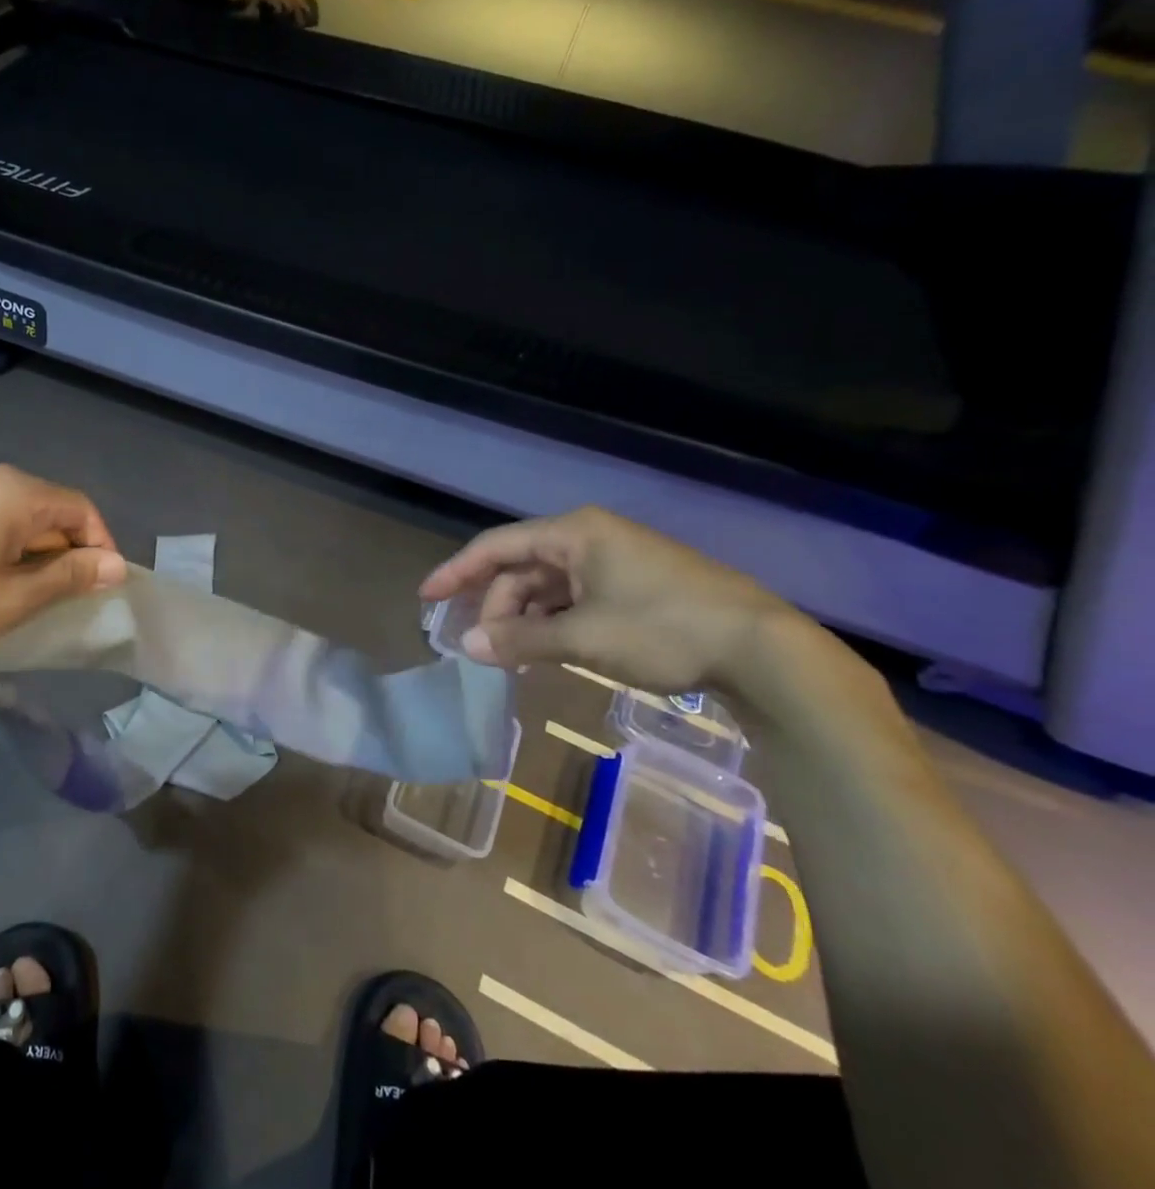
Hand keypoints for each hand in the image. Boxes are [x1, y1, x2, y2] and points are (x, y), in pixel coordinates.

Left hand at [0, 464, 124, 666]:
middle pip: (45, 506)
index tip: (101, 586)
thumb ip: (70, 576)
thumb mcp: (14, 599)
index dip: (101, 546)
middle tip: (65, 595)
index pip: (80, 508)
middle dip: (65, 549)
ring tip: (26, 592)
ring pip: (12, 513)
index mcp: (13, 490)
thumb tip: (117, 565)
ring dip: (31, 548)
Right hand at [420, 507, 798, 693]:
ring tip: (512, 655)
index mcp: (574, 533)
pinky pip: (575, 598)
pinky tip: (548, 650)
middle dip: (495, 606)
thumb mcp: (582, 638)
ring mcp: (616, 561)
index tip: (425, 598)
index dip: (456, 571)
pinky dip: (553, 622)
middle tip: (481, 647)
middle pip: (521, 568)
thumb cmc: (662, 629)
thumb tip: (467, 646)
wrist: (764, 648)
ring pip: (548, 586)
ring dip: (524, 618)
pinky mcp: (635, 585)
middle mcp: (590, 537)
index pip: (496, 546)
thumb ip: (518, 640)